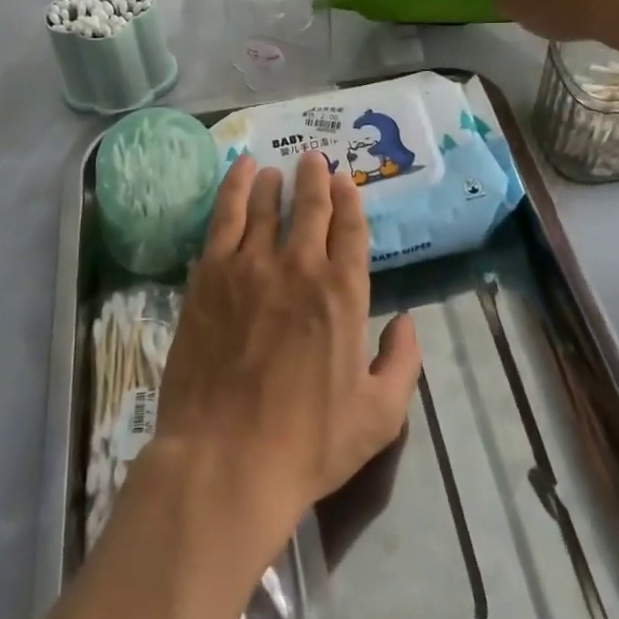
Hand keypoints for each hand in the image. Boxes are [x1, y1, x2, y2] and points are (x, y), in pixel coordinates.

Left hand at [152, 151, 421, 541]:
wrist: (226, 460)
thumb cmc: (307, 444)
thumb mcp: (378, 417)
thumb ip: (401, 363)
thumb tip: (407, 322)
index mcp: (343, 293)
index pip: (350, 227)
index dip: (348, 198)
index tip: (343, 180)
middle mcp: (299, 266)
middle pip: (310, 206)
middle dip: (315, 177)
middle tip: (313, 158)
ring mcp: (250, 265)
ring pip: (267, 204)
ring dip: (275, 182)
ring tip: (276, 170)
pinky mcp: (210, 273)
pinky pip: (226, 215)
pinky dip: (235, 187)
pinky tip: (240, 171)